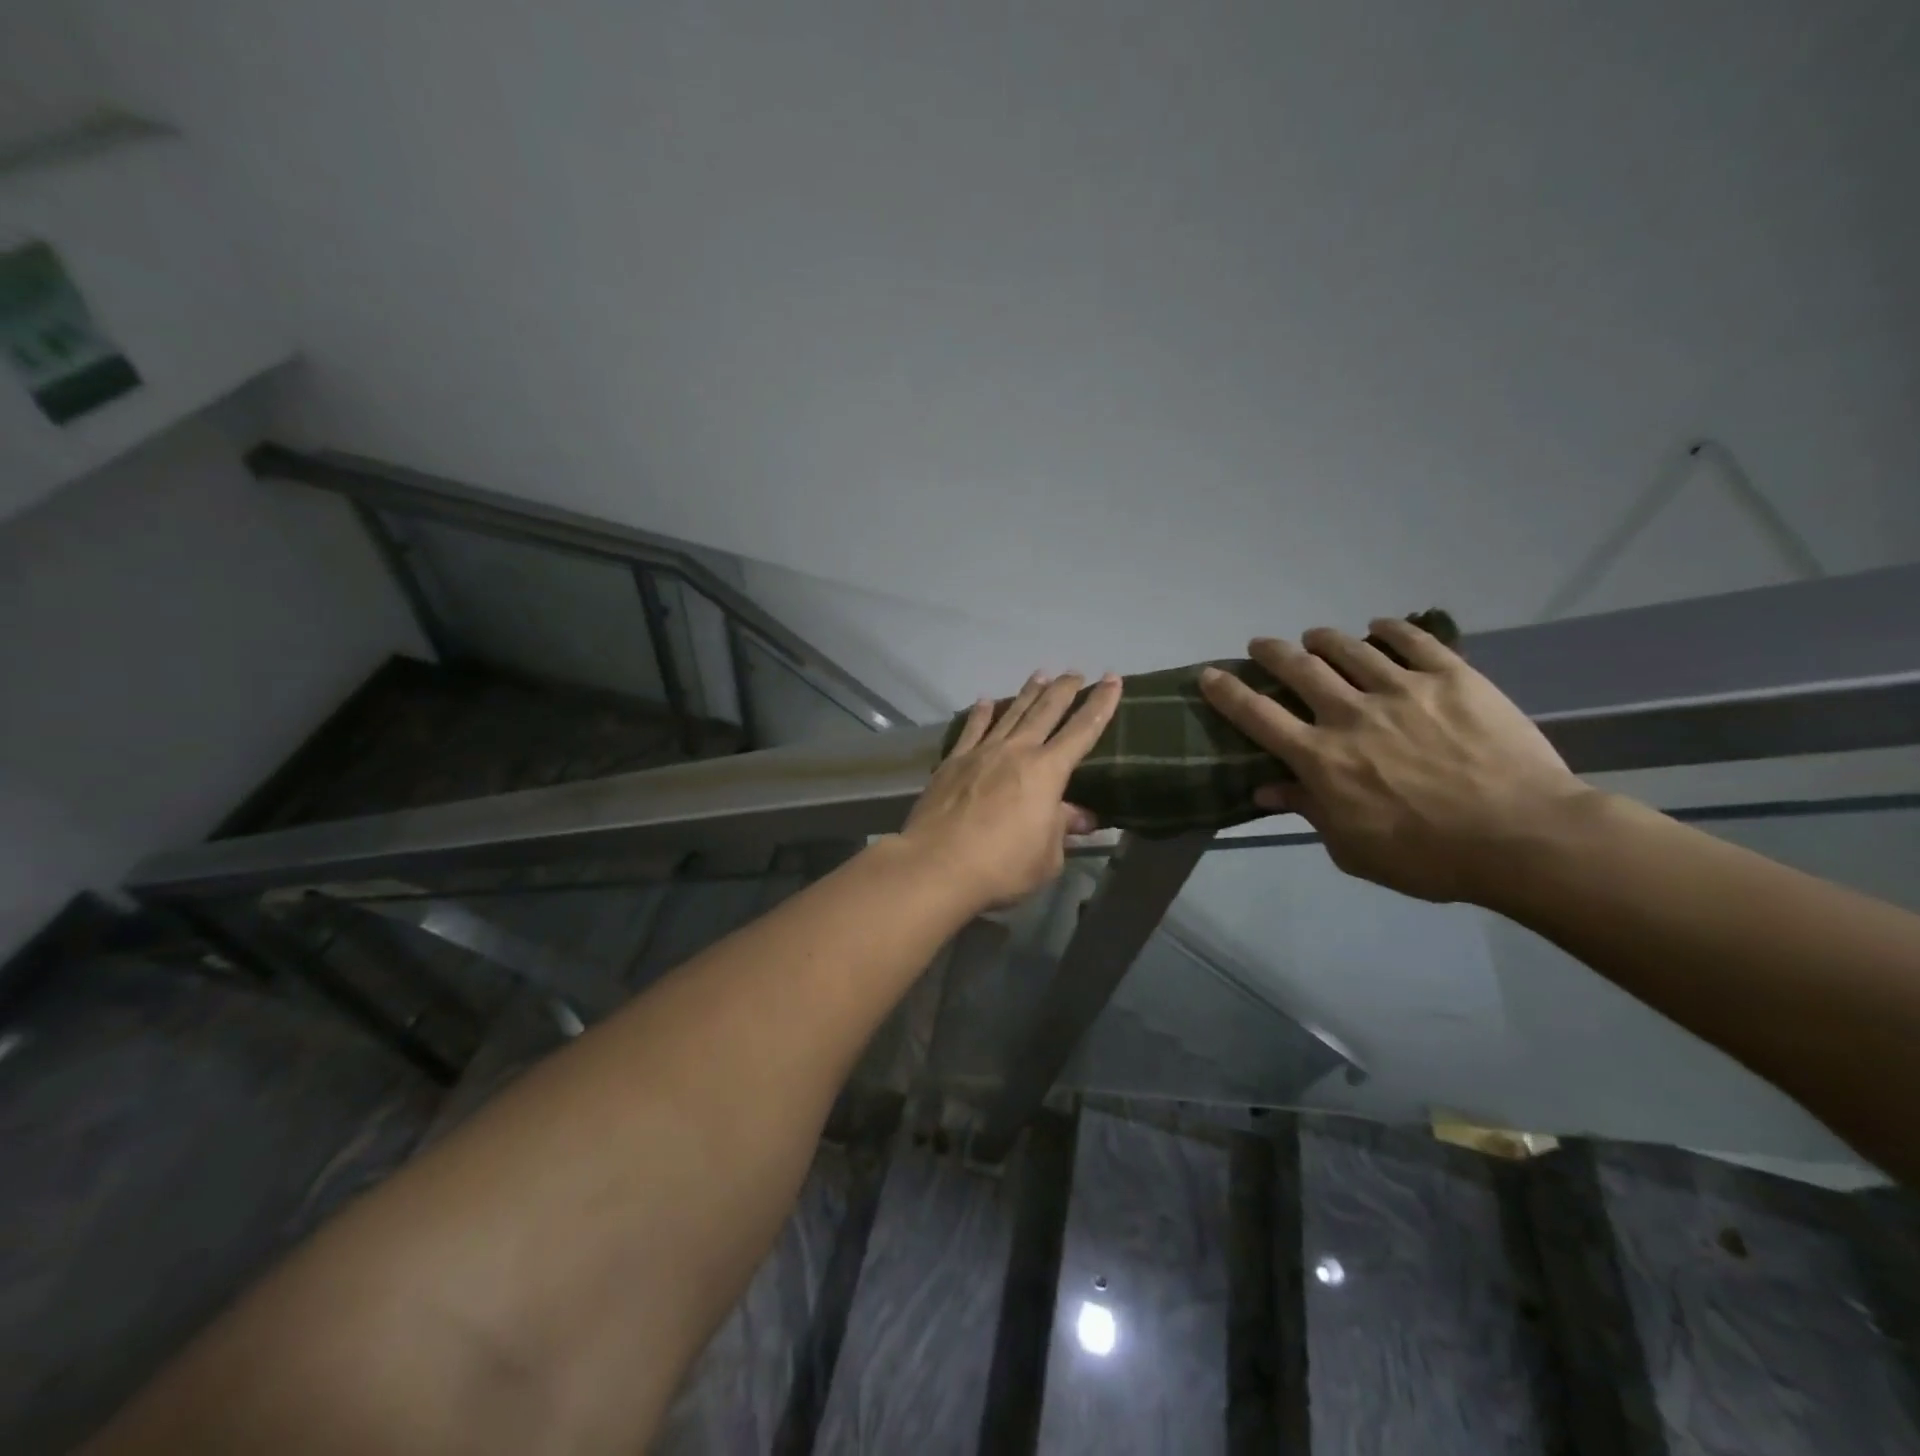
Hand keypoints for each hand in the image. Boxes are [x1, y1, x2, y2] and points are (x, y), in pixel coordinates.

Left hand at [902, 671, 1121, 910]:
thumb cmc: (1002, 866)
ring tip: (1040, 675)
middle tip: (1075, 672)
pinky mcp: (952, 762)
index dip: (1100, 705)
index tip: (1111, 680)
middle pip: (1045, 711)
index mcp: (1047, 772)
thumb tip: (1081, 815)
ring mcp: (981, 753)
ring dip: (1028, 693)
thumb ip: (1062, 829)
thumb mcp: (1047, 857)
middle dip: (1064, 690)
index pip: (1082, 731)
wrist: (937, 865)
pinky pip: (971, 729)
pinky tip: (985, 701)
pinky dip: (981, 714)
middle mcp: (1016, 751)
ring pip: (1010, 713)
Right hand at [1199, 619, 1591, 903]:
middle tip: (1262, 645)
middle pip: (1297, 669)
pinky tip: (1379, 628)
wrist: (1525, 838)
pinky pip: (1413, 640)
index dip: (1227, 692)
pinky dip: (1388, 630)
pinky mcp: (1452, 677)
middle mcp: (1351, 714)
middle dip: (1272, 653)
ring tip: (1315, 637)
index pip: (1258, 716)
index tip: (1209, 674)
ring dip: (1323, 639)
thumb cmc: (1429, 856)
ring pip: (1348, 648)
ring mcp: (1402, 689)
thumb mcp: (1353, 848)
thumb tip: (1266, 788)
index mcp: (1322, 757)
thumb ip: (1309, 810)